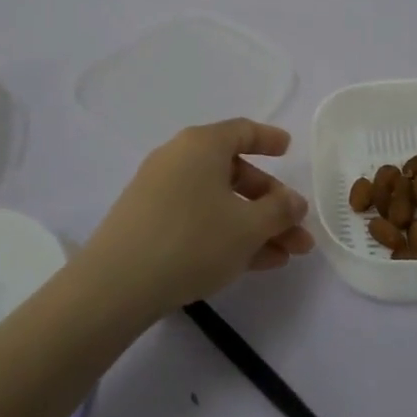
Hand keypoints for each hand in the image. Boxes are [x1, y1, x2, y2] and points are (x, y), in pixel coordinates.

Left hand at [80, 119, 314, 318]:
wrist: (117, 284)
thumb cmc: (192, 240)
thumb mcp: (248, 227)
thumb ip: (279, 211)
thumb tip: (294, 202)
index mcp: (202, 144)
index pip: (242, 131)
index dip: (269, 140)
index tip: (289, 150)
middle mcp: (179, 159)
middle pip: (235, 173)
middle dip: (271, 204)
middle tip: (298, 230)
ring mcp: (160, 192)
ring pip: (219, 202)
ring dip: (255, 226)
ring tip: (286, 257)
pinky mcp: (149, 223)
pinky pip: (199, 220)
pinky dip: (227, 235)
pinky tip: (254, 264)